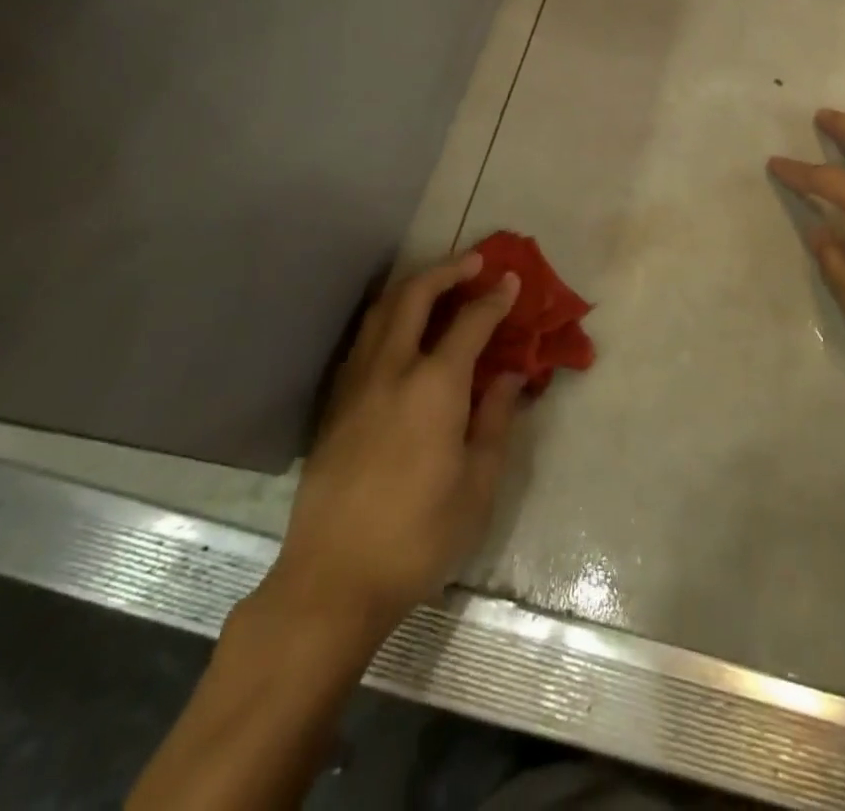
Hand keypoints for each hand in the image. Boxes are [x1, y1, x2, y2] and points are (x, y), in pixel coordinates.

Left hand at [254, 254, 525, 642]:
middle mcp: (391, 370)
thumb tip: (510, 375)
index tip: (512, 280)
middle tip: (475, 262)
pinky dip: (389, 316)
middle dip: (447, 270)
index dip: (495, 298)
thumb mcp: (478, 484)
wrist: (333, 581)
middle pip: (414, 296)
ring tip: (440, 283)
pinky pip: (365, 339)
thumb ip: (495, 419)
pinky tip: (402, 331)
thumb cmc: (419, 536)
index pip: (470, 323)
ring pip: (381, 311)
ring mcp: (355, 384)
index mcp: (434, 387)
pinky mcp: (334, 404)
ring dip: (414, 286)